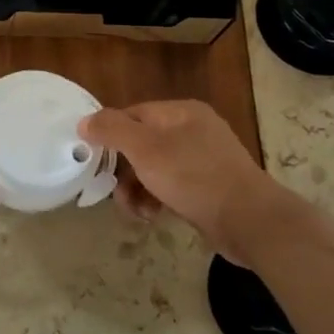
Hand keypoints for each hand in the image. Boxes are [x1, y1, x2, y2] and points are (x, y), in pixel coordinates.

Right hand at [79, 100, 290, 266]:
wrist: (249, 221)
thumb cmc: (193, 177)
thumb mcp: (145, 149)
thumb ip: (112, 130)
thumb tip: (84, 121)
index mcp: (181, 112)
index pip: (132, 114)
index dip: (109, 135)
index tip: (94, 160)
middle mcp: (193, 130)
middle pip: (141, 144)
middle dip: (124, 172)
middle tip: (114, 194)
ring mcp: (203, 160)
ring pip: (154, 169)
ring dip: (137, 190)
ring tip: (135, 212)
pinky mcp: (208, 188)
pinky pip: (171, 187)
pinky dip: (157, 200)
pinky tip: (152, 217)